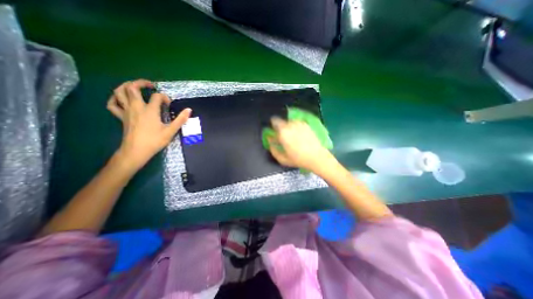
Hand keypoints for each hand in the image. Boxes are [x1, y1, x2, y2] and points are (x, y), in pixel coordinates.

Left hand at [106, 79, 192, 171]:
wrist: (136, 151)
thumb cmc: (154, 141)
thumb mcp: (171, 131)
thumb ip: (180, 119)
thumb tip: (189, 110)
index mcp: (150, 110)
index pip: (157, 96)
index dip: (164, 97)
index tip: (169, 104)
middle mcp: (136, 107)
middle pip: (132, 87)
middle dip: (141, 83)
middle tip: (151, 86)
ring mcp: (126, 111)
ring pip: (119, 92)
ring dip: (126, 86)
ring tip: (135, 87)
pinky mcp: (121, 117)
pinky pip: (112, 104)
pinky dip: (115, 98)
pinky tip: (121, 99)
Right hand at [269, 117, 333, 172]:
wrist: (316, 157)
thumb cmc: (298, 159)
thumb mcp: (282, 159)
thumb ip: (273, 149)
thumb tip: (270, 142)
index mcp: (282, 133)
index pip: (272, 124)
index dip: (271, 129)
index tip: (273, 135)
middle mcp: (290, 125)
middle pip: (279, 121)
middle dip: (278, 127)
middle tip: (282, 136)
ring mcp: (298, 123)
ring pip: (287, 121)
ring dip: (286, 126)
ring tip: (291, 136)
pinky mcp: (306, 124)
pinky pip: (296, 123)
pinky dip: (294, 127)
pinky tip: (298, 135)